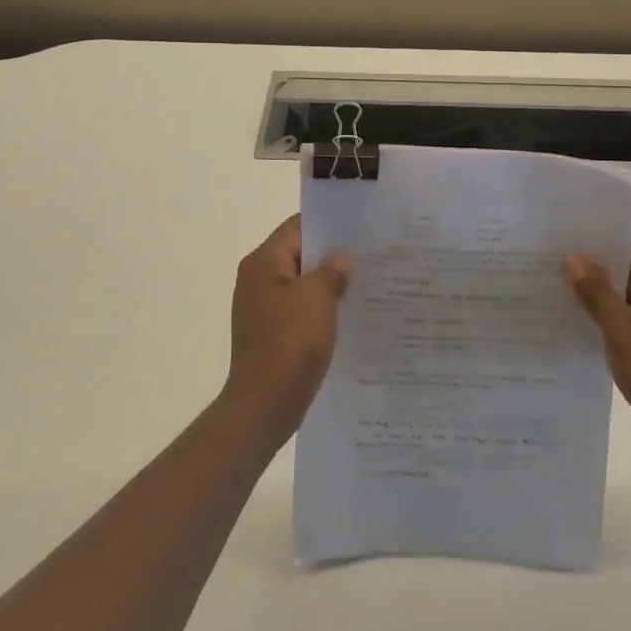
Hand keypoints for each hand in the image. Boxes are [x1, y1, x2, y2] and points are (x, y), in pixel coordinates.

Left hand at [223, 215, 351, 441]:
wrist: (264, 406)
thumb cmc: (289, 344)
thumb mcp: (317, 298)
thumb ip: (332, 270)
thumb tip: (341, 260)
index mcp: (262, 263)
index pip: (297, 227)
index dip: (329, 225)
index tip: (361, 227)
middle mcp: (258, 280)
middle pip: (300, 254)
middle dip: (333, 255)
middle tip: (371, 254)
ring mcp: (264, 308)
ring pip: (303, 283)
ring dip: (330, 283)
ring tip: (367, 282)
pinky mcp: (273, 333)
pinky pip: (301, 308)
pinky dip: (322, 307)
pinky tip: (350, 313)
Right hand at [567, 228, 630, 464]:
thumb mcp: (621, 328)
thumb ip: (596, 291)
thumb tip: (574, 257)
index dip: (608, 234)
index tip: (573, 231)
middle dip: (600, 265)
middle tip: (557, 259)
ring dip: (604, 295)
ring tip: (561, 288)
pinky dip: (614, 319)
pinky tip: (582, 323)